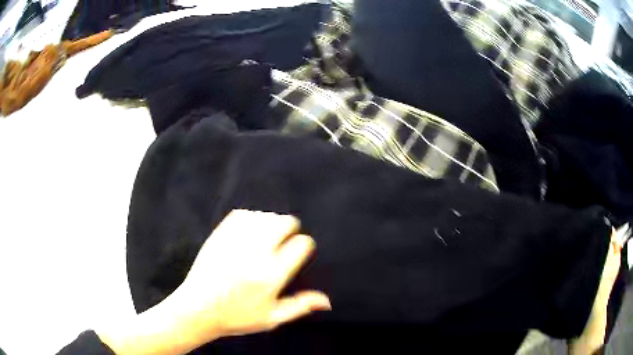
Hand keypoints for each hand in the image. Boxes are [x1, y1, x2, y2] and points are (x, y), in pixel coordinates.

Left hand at [98, 210, 329, 354]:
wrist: (197, 309)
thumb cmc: (236, 317)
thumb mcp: (271, 318)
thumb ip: (300, 306)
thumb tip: (327, 301)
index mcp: (272, 275)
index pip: (300, 245)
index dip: (304, 244)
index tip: (300, 249)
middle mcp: (256, 254)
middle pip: (283, 223)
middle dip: (290, 226)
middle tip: (286, 236)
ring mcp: (235, 243)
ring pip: (263, 216)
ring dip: (270, 221)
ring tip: (268, 233)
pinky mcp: (219, 237)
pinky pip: (241, 215)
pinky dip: (250, 217)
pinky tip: (250, 228)